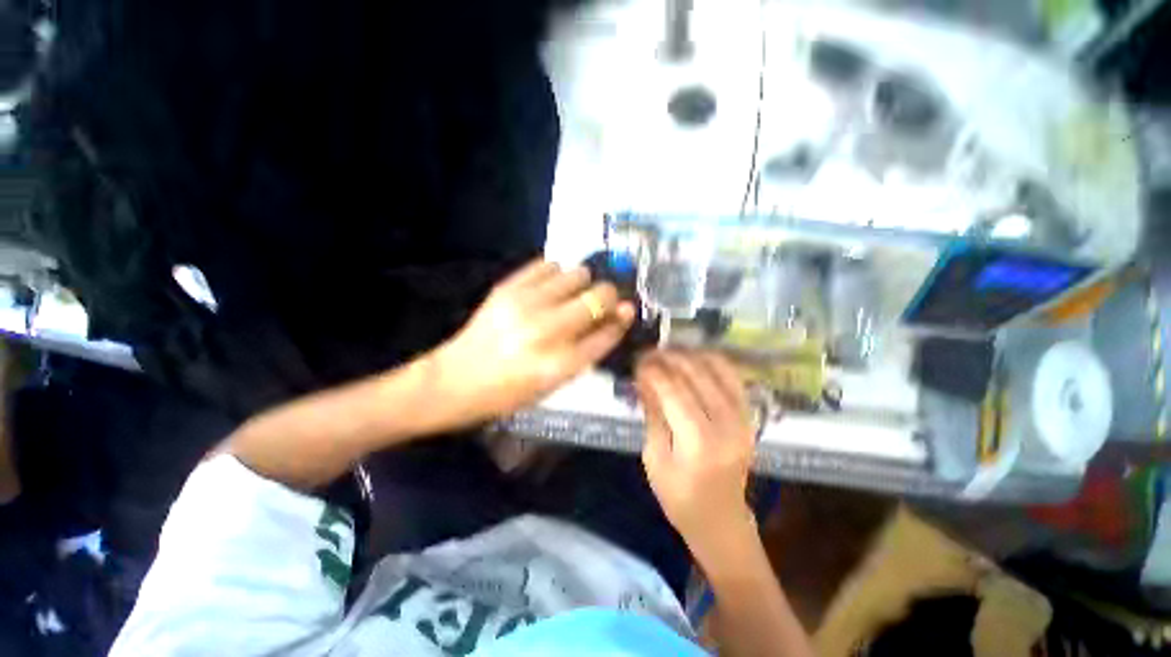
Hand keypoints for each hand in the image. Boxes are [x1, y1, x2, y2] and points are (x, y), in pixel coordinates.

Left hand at [437, 259, 634, 423]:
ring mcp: (525, 305)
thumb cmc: (509, 392)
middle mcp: (546, 331)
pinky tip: (552, 286)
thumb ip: (585, 352)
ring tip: (573, 294)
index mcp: (560, 364)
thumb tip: (612, 320)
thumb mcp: (553, 384)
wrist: (456, 379)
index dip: (622, 319)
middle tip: (602, 301)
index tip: (627, 311)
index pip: (607, 333)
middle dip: (609, 296)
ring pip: (577, 274)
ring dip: (583, 283)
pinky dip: (557, 273)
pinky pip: (547, 264)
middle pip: (599, 297)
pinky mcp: (507, 288)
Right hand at [636, 350, 756, 561]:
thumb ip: (652, 414)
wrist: (721, 519)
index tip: (638, 361)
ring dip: (690, 355)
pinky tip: (694, 358)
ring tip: (669, 353)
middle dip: (669, 358)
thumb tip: (643, 378)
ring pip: (717, 369)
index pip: (674, 391)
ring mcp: (743, 419)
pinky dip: (713, 361)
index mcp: (698, 443)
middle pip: (696, 375)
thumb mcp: (654, 458)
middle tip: (649, 353)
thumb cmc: (679, 497)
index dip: (653, 371)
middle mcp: (726, 426)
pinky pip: (733, 377)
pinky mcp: (749, 417)